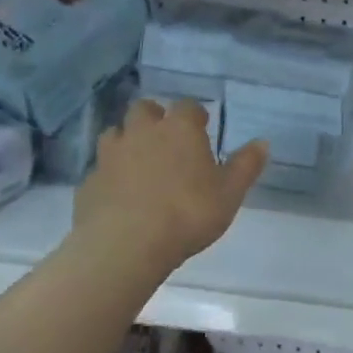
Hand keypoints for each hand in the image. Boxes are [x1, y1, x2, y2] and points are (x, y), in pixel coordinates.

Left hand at [72, 100, 267, 270]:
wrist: (125, 245)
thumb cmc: (187, 213)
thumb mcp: (229, 194)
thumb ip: (246, 166)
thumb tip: (263, 142)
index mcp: (179, 129)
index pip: (187, 107)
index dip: (195, 117)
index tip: (202, 130)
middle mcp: (142, 131)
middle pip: (144, 109)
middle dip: (154, 118)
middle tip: (166, 140)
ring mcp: (111, 154)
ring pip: (115, 133)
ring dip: (127, 141)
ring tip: (138, 163)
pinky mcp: (89, 181)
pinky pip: (100, 169)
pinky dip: (109, 175)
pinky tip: (118, 195)